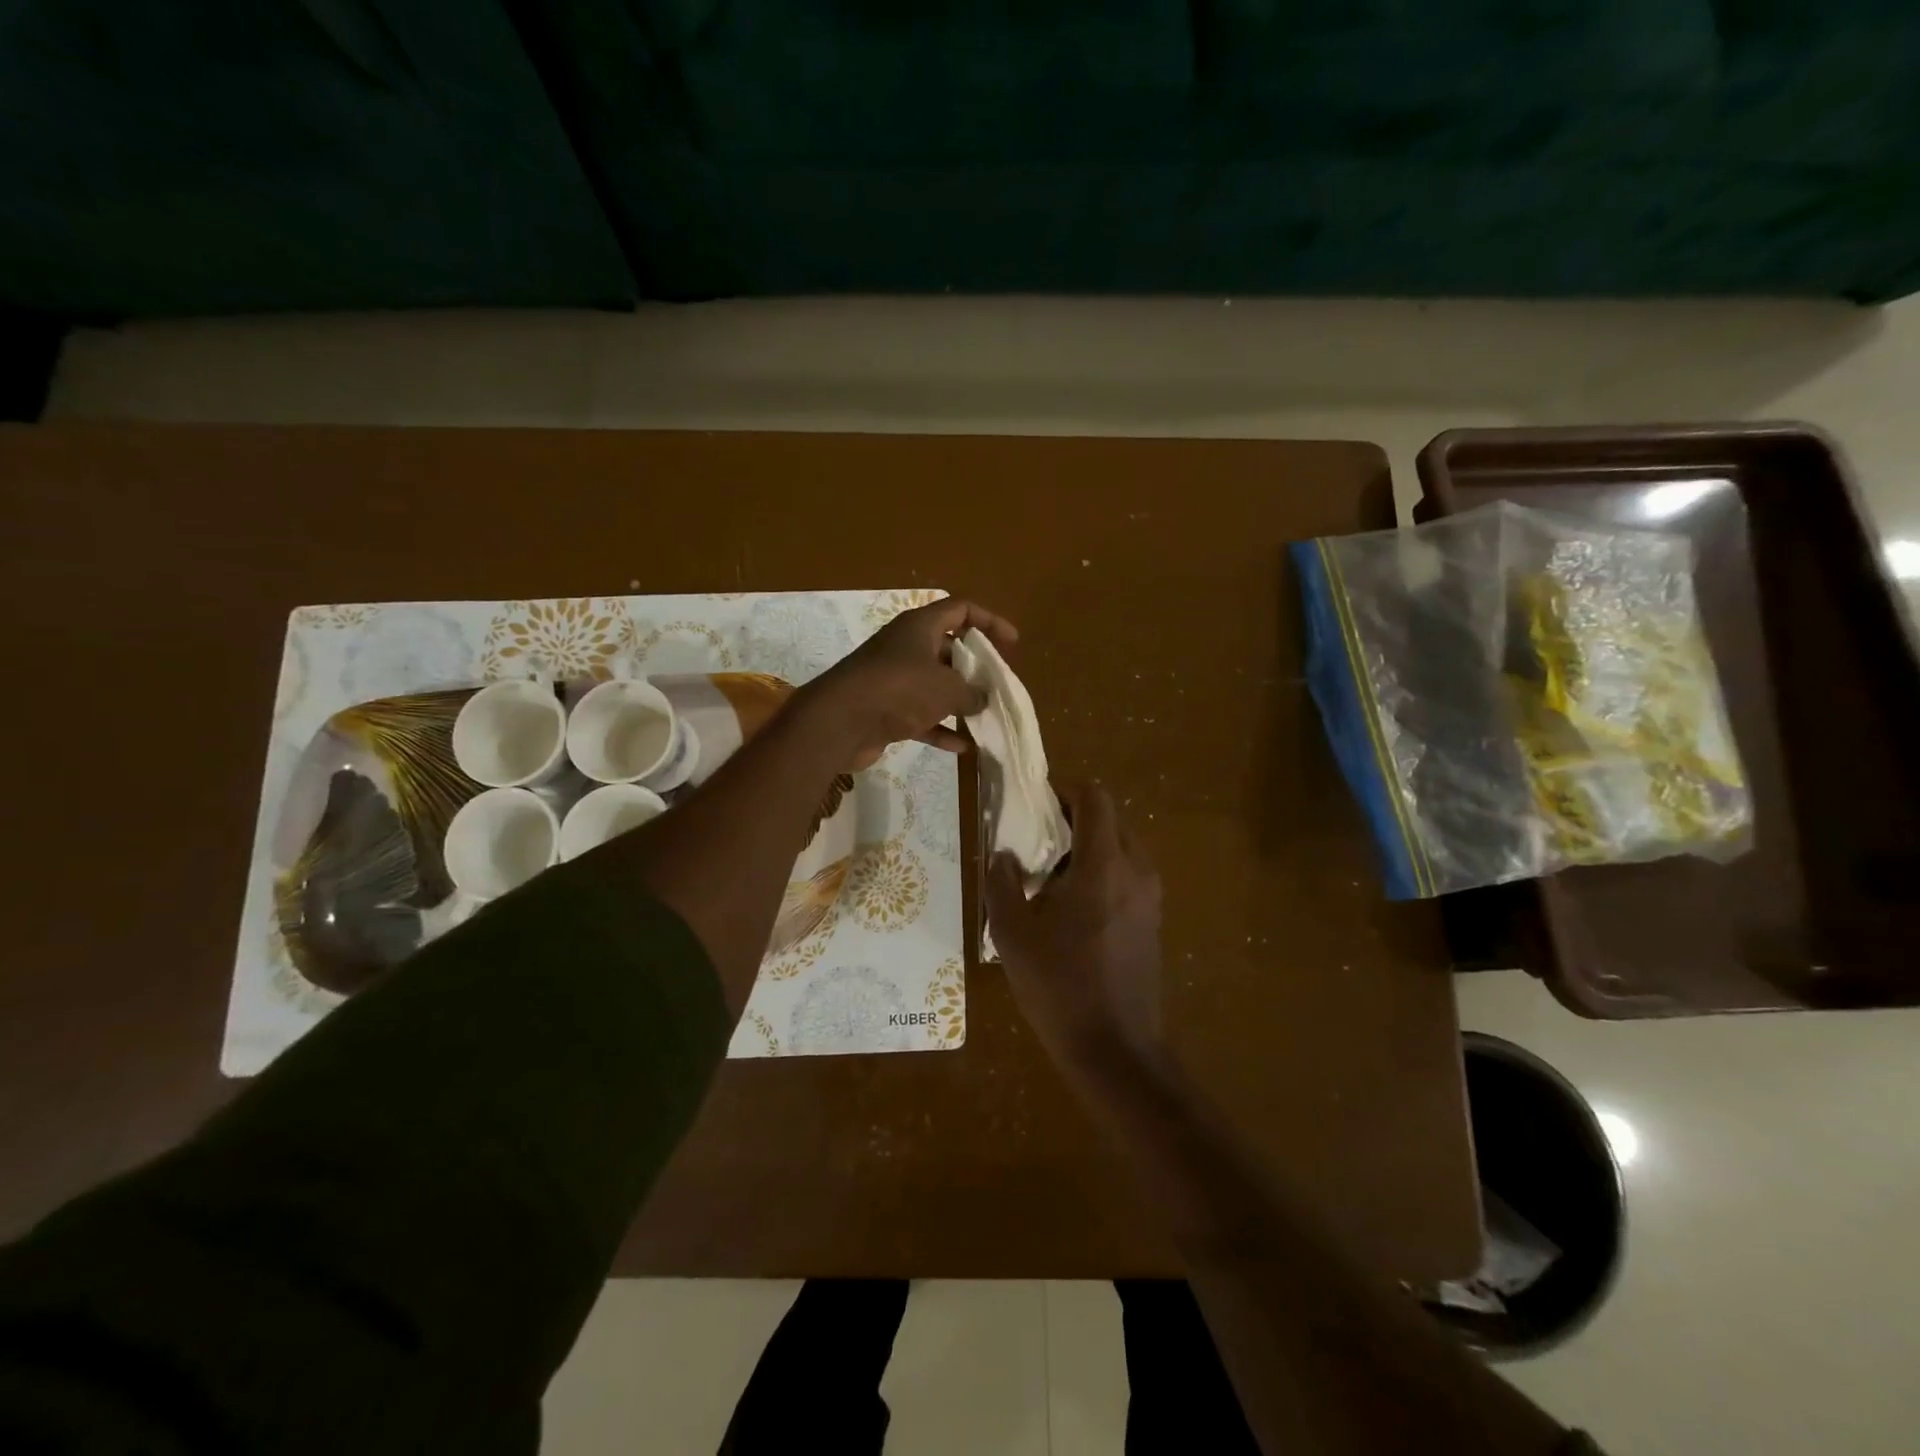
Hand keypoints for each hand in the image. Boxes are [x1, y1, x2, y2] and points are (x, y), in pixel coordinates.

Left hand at [797, 597, 1018, 769]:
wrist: (840, 722)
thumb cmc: (899, 689)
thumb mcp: (947, 688)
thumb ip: (972, 692)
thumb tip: (982, 699)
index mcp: (919, 627)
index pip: (960, 609)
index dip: (989, 621)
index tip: (1012, 642)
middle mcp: (905, 647)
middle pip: (947, 648)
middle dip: (974, 666)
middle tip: (996, 684)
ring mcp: (892, 679)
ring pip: (934, 685)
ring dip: (958, 700)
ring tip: (984, 715)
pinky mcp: (884, 709)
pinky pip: (920, 716)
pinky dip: (940, 728)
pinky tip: (963, 746)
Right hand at [986, 781, 1164, 1069]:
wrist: (1114, 1049)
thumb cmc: (1058, 985)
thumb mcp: (1012, 933)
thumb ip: (1002, 883)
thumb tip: (1003, 855)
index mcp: (1104, 864)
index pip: (1095, 798)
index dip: (1064, 790)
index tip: (1035, 804)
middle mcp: (1136, 870)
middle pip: (1110, 819)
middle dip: (1074, 818)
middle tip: (1036, 840)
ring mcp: (1150, 897)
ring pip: (1121, 847)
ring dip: (1088, 846)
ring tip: (1050, 876)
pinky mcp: (1153, 920)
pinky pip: (1128, 875)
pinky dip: (1103, 871)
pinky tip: (1073, 907)